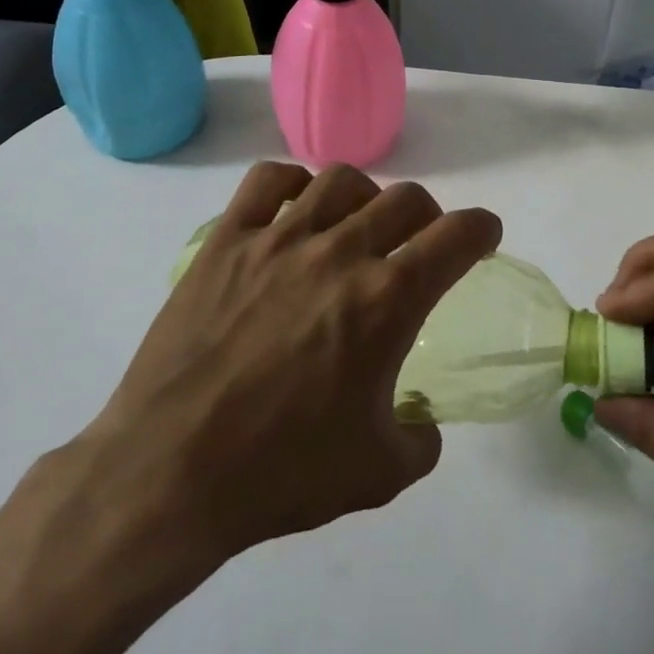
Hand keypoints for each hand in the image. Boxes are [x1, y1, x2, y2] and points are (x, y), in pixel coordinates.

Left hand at [76, 161, 501, 565]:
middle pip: (404, 199)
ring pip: (339, 180)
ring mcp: (278, 240)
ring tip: (357, 224)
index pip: (455, 237)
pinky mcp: (226, 242)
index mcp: (387, 301)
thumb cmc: (282, 472)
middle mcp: (339, 253)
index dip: (481, 229)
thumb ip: (421, 439)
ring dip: (365, 196)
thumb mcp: (380, 473)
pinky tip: (295, 209)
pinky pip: (267, 181)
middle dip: (427, 217)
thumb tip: (422, 421)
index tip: (483, 235)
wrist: (171, 472)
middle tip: (420, 242)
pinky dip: (292, 183)